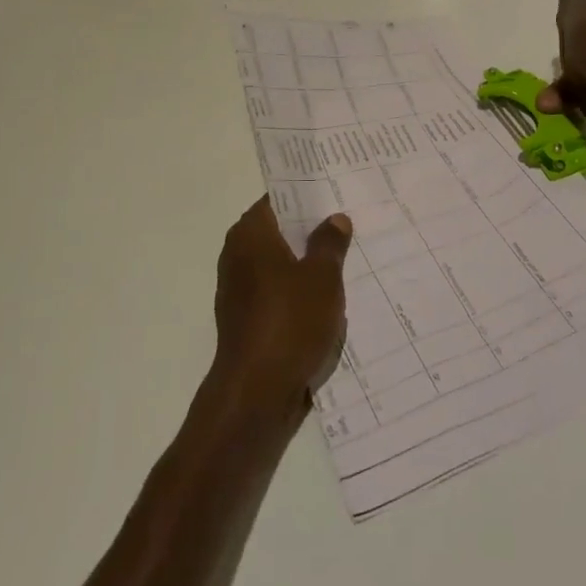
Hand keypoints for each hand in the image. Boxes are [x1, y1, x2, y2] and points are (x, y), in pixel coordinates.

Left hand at [212, 198, 352, 415]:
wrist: (256, 392)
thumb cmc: (290, 321)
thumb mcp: (322, 277)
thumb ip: (329, 243)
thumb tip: (334, 218)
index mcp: (250, 234)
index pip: (277, 199)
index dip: (306, 195)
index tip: (334, 193)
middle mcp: (237, 254)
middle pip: (278, 231)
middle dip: (310, 230)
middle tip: (348, 223)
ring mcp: (238, 288)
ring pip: (279, 264)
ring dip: (306, 263)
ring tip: (345, 260)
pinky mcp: (245, 318)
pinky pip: (276, 292)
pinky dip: (297, 291)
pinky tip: (327, 298)